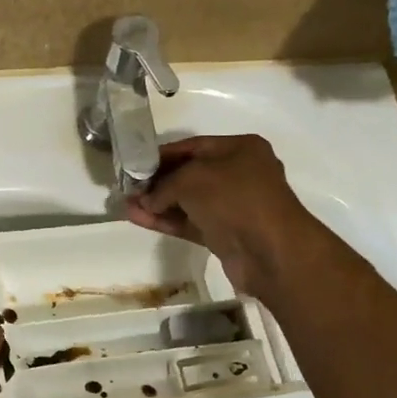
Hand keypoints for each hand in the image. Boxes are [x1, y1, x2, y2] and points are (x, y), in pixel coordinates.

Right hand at [125, 135, 325, 299]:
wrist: (270, 251)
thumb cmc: (234, 198)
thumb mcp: (192, 179)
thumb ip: (164, 185)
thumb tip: (147, 200)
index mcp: (241, 149)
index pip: (193, 146)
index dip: (162, 155)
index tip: (134, 163)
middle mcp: (239, 174)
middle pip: (189, 174)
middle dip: (158, 181)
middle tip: (128, 187)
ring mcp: (233, 206)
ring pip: (188, 201)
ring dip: (158, 203)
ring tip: (126, 205)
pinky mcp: (225, 234)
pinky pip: (191, 222)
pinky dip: (167, 220)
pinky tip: (139, 219)